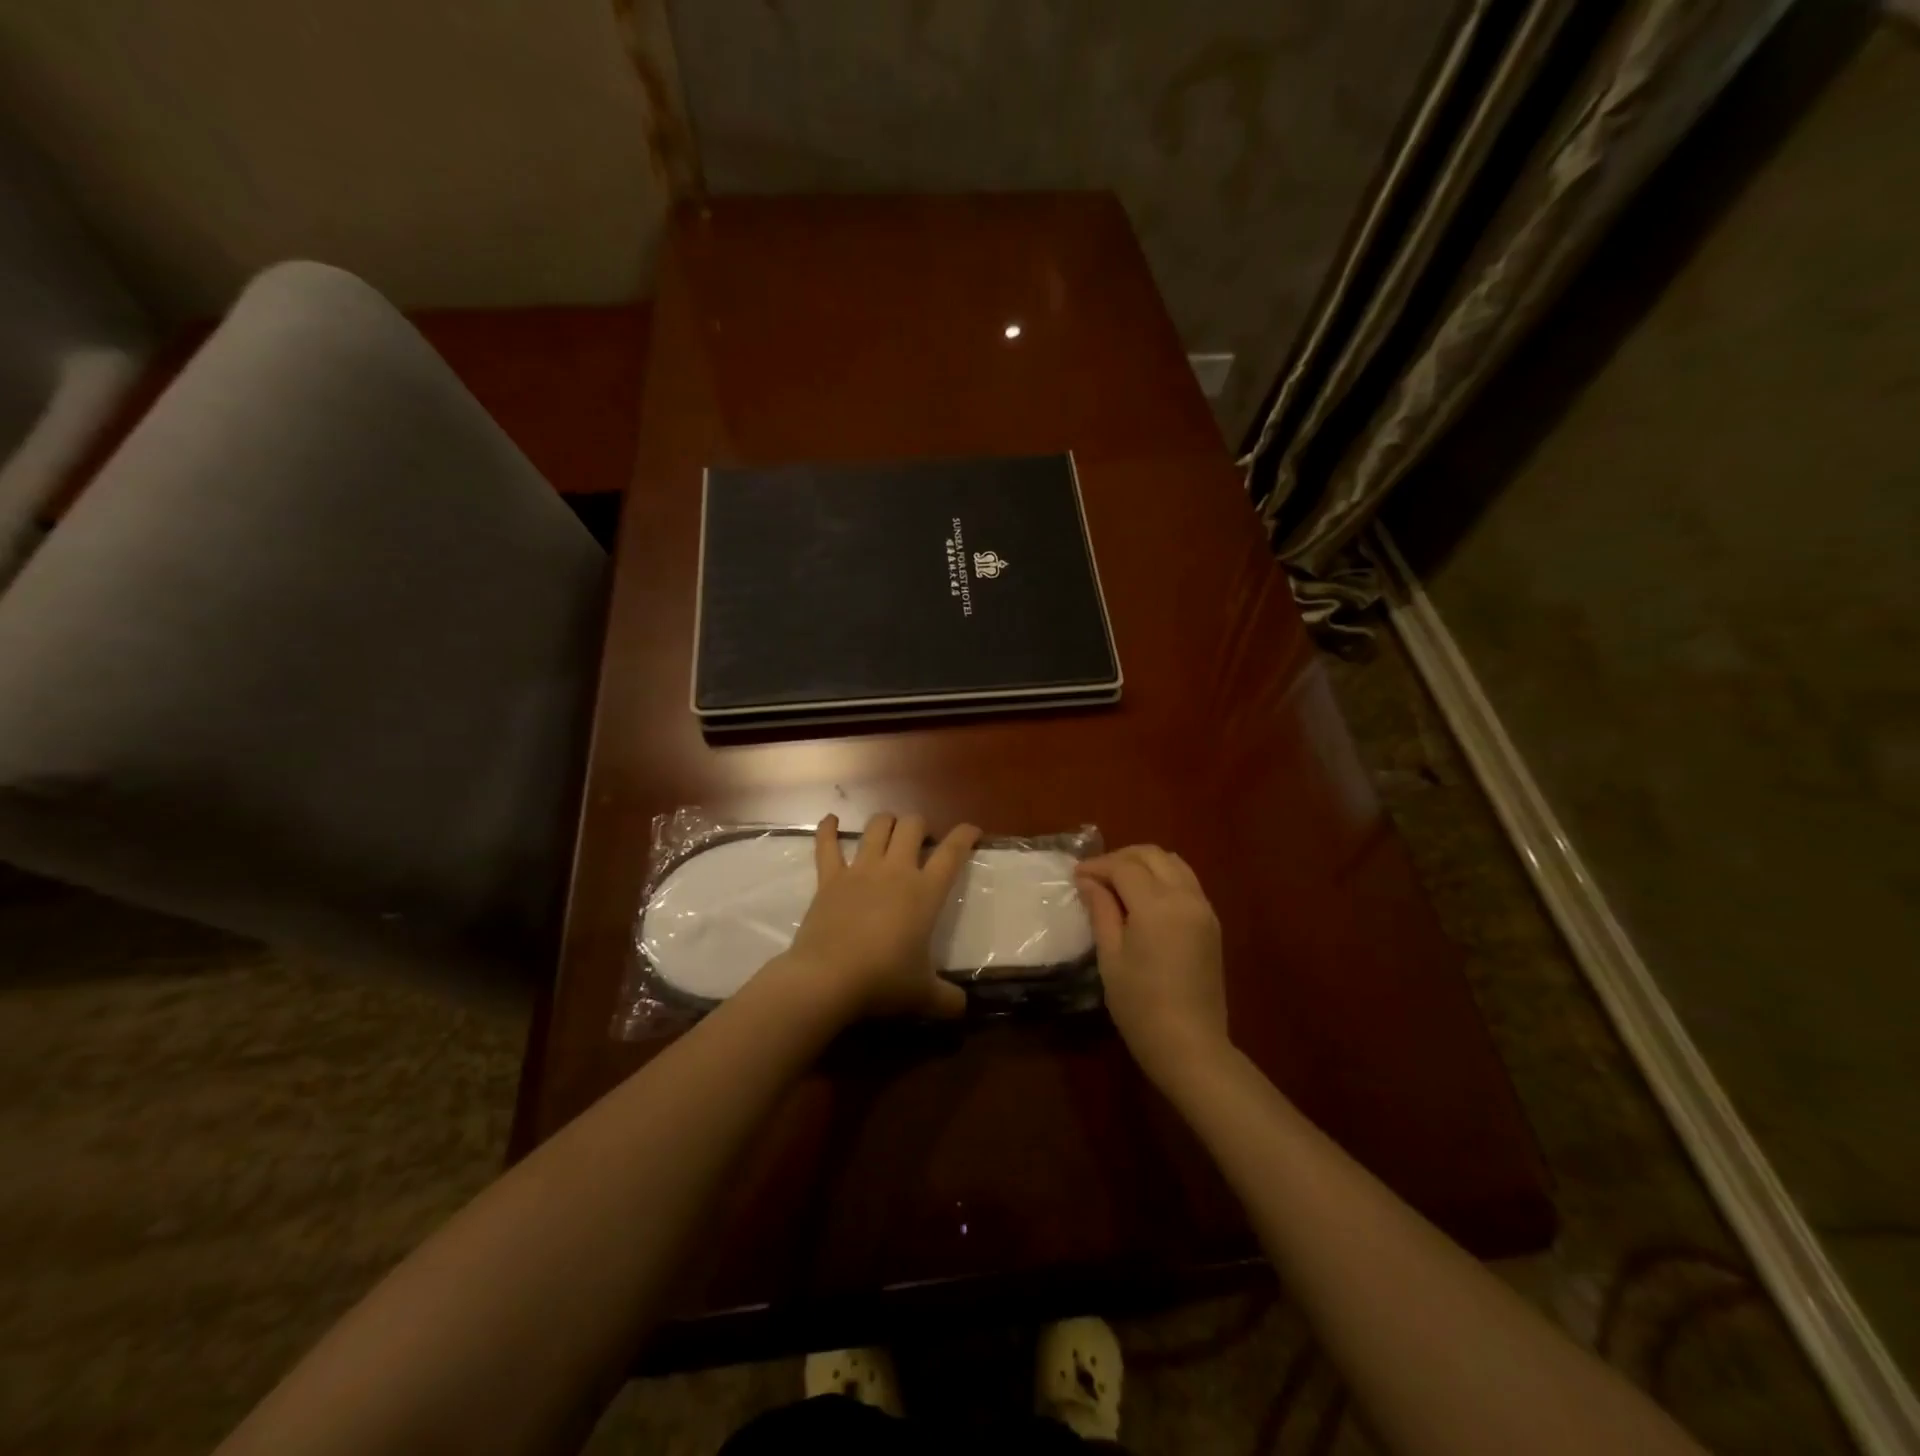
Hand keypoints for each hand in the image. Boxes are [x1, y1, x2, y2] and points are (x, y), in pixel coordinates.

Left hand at [782, 811, 980, 1020]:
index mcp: (925, 892)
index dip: (965, 836)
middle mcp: (895, 871)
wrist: (827, 979)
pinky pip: (826, 845)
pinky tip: (830, 820)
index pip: (952, 852)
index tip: (972, 831)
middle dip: (920, 826)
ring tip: (890, 829)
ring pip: (877, 827)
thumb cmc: (883, 982)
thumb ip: (948, 1000)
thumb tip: (963, 1008)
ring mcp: (860, 870)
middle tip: (922, 841)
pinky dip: (827, 829)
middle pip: (912, 826)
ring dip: (886, 823)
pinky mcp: (829, 878)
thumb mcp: (924, 996)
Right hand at [1075, 845, 1229, 1087]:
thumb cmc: (1140, 1006)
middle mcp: (1185, 897)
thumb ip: (1101, 911)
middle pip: (1152, 855)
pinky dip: (1163, 877)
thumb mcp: (1110, 957)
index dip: (1097, 866)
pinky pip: (1187, 882)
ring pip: (1173, 863)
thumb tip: (1088, 881)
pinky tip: (1144, 898)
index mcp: (1157, 905)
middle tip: (1095, 876)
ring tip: (1119, 883)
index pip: (1124, 866)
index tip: (1076, 876)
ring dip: (1144, 863)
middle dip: (1121, 858)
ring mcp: (1204, 908)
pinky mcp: (1212, 923)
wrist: (1190, 1046)